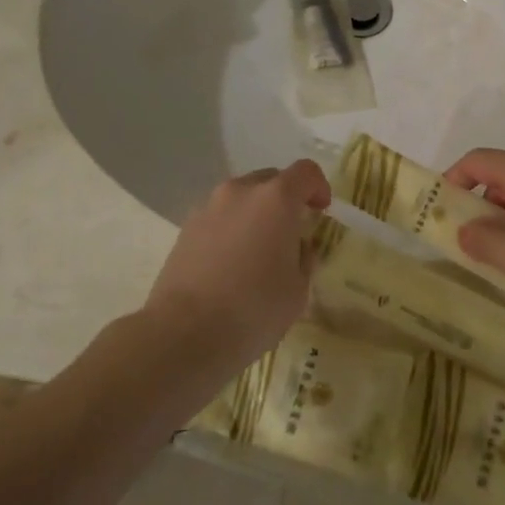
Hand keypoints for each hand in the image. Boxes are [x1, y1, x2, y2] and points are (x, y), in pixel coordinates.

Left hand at [145, 161, 331, 363]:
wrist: (184, 332)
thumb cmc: (253, 309)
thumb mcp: (298, 290)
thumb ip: (304, 258)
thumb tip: (297, 247)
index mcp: (277, 199)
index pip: (306, 172)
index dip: (319, 187)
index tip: (321, 211)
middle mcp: (242, 191)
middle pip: (272, 179)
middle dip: (286, 199)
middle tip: (291, 233)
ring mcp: (209, 206)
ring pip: (242, 197)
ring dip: (256, 213)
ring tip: (257, 251)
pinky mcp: (186, 227)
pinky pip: (219, 216)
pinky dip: (231, 228)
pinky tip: (230, 263)